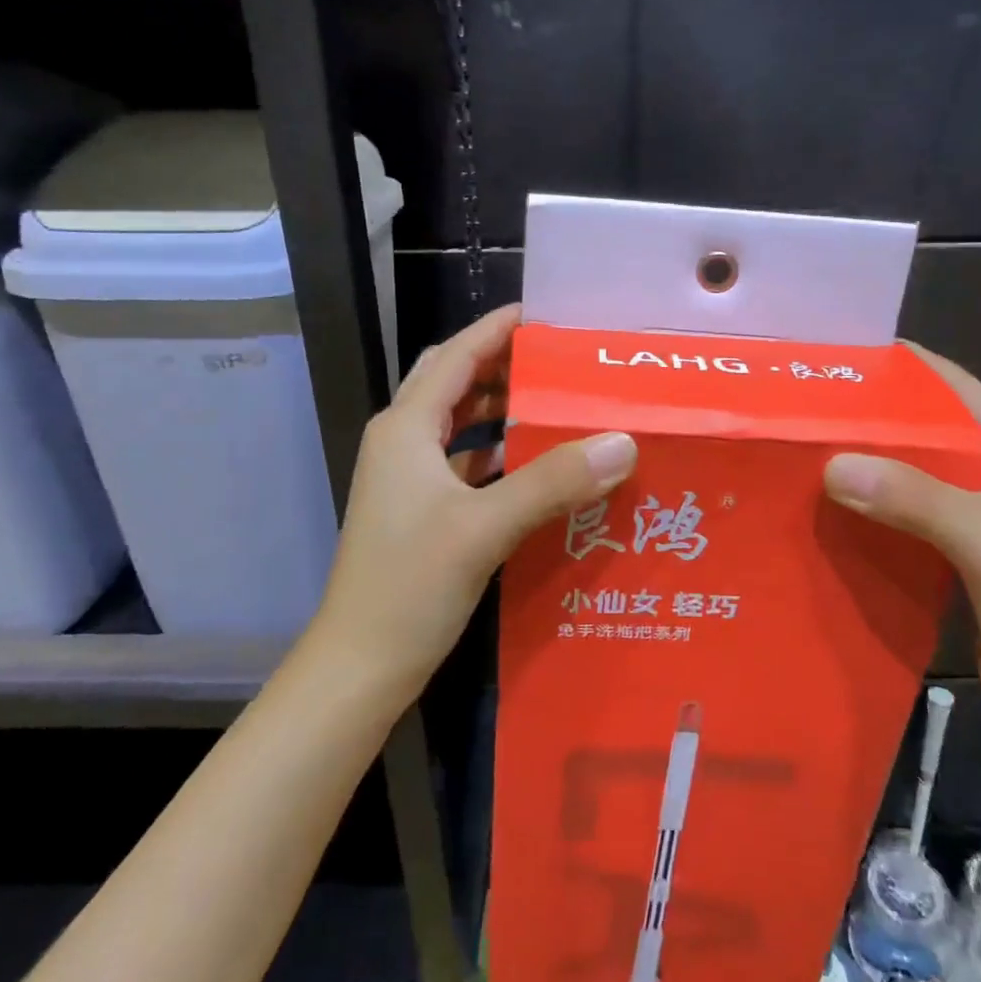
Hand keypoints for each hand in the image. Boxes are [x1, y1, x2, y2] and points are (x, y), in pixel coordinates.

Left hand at [310, 304, 637, 703]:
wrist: (359, 667)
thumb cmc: (409, 586)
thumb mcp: (484, 527)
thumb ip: (552, 481)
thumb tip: (622, 442)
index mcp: (406, 429)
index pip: (456, 357)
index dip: (496, 329)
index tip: (545, 314)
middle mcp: (403, 443)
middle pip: (455, 383)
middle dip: (503, 366)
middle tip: (560, 361)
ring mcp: (409, 479)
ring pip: (460, 425)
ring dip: (502, 411)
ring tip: (557, 404)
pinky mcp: (421, 511)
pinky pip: (465, 463)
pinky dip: (498, 454)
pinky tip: (537, 465)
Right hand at [822, 345, 980, 746]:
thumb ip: (915, 497)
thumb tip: (832, 464)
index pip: (953, 385)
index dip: (898, 366)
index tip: (835, 358)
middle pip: (926, 428)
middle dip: (869, 419)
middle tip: (803, 410)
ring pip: (911, 474)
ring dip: (866, 466)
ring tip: (803, 453)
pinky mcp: (963, 556)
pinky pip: (907, 517)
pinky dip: (872, 509)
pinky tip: (829, 511)